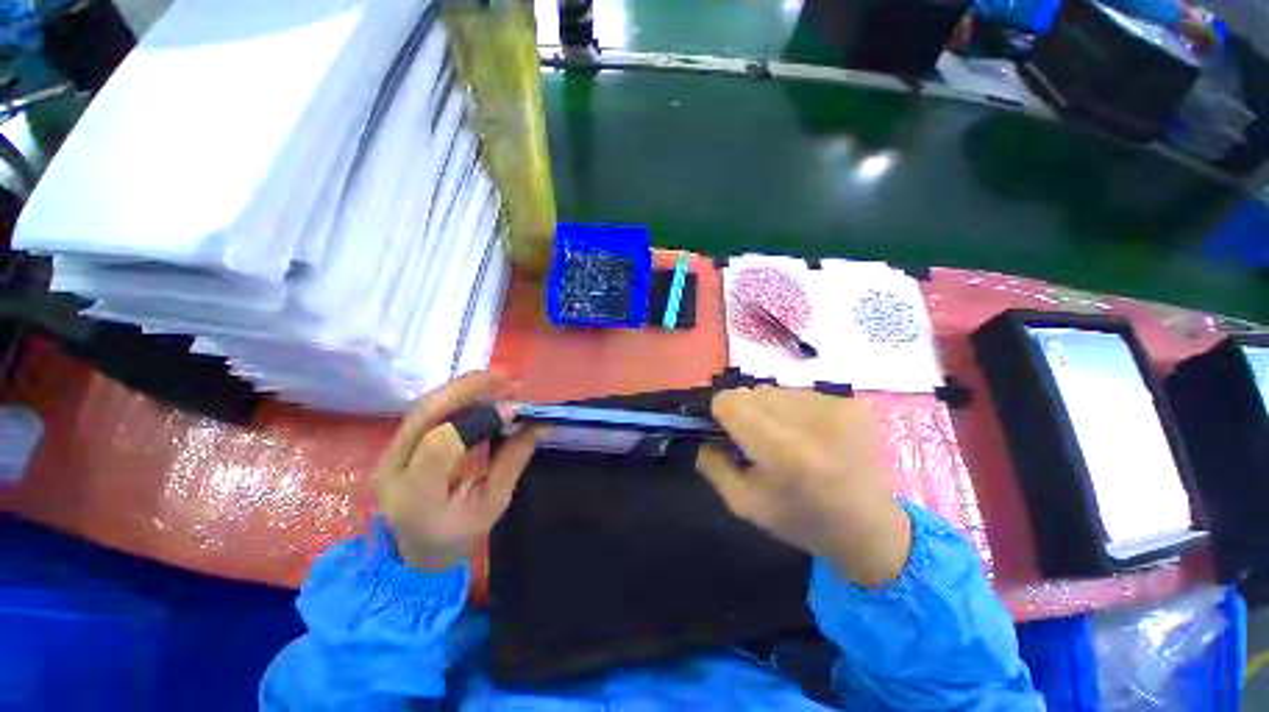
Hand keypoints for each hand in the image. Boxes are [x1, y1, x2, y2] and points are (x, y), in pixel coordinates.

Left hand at [374, 372, 539, 571]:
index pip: (440, 444)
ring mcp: (389, 453)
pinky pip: (429, 410)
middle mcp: (393, 468)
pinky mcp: (398, 443)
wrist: (412, 552)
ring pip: (426, 405)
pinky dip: (460, 396)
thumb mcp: (492, 506)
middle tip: (511, 380)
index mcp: (416, 497)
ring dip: (466, 388)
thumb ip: (512, 463)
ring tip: (502, 382)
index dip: (480, 419)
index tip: (515, 411)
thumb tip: (537, 424)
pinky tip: (484, 393)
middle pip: (426, 413)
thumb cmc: (456, 536)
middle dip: (470, 388)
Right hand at [696, 386, 910, 587]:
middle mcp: (811, 422)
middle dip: (745, 411)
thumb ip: (714, 467)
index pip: (731, 402)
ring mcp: (837, 408)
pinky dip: (795, 410)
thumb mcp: (745, 505)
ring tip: (786, 437)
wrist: (871, 529)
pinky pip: (801, 393)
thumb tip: (706, 437)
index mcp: (783, 452)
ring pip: (775, 390)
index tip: (727, 430)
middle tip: (757, 439)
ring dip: (769, 409)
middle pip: (752, 392)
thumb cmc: (802, 521)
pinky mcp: (853, 403)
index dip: (721, 413)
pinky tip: (810, 435)